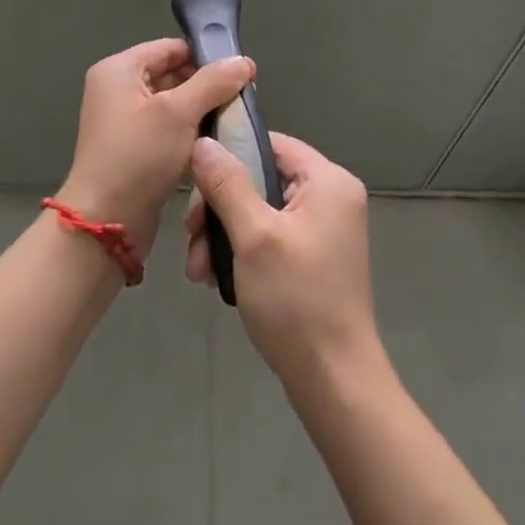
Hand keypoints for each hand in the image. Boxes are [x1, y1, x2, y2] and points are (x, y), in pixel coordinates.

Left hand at [56, 39, 254, 255]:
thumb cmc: (139, 156)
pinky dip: (188, 130)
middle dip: (206, 85)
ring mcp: (123, 119)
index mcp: (119, 70)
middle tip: (241, 99)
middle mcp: (117, 88)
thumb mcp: (180, 113)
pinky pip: (166, 126)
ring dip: (200, 110)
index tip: (241, 73)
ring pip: (172, 102)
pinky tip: (214, 141)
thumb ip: (213, 82)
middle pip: (171, 72)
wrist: (107, 223)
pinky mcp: (132, 146)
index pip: (170, 48)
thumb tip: (244, 62)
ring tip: (233, 119)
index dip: (206, 56)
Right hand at [185, 132, 384, 387]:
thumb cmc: (296, 300)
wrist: (334, 382)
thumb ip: (227, 184)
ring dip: (225, 235)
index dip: (230, 157)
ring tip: (198, 271)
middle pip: (262, 178)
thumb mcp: (254, 236)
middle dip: (220, 209)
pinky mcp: (315, 256)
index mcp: (328, 180)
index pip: (270, 144)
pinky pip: (271, 235)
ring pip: (260, 210)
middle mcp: (332, 196)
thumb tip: (204, 143)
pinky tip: (217, 279)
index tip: (195, 187)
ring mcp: (325, 228)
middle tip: (191, 238)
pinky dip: (243, 251)